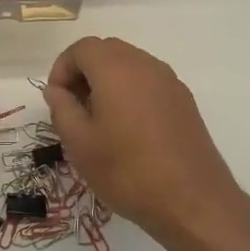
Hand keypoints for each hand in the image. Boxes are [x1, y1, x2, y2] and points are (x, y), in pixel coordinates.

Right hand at [41, 37, 247, 250]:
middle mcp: (145, 65)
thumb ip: (62, 108)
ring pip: (129, 65)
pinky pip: (149, 82)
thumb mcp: (79, 143)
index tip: (56, 100)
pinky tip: (128, 129)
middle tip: (74, 107)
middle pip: (106, 51)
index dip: (62, 68)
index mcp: (116, 68)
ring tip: (99, 120)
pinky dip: (130, 91)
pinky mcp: (184, 101)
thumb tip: (57, 90)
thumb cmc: (127, 171)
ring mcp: (170, 82)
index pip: (81, 48)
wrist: (193, 202)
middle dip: (84, 71)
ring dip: (107, 81)